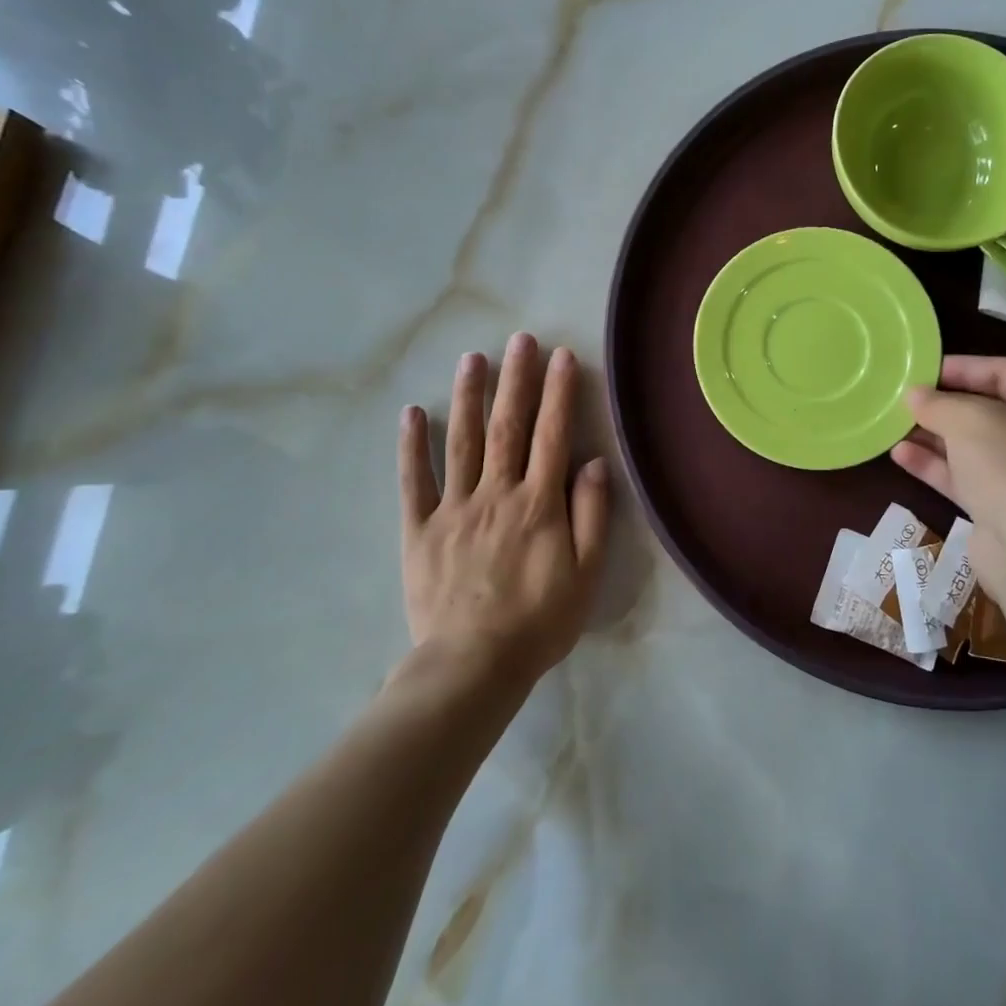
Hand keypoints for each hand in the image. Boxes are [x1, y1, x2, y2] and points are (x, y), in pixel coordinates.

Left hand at [398, 334, 609, 688]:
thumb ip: (591, 515)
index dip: (559, 393)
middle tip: (519, 340)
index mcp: (538, 504)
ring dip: (468, 397)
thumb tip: (593, 462)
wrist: (473, 666)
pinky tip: (412, 412)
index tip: (562, 356)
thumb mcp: (585, 575)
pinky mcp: (420, 529)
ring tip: (473, 359)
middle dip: (516, 379)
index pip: (552, 435)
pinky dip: (412, 445)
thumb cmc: (539, 622)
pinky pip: (414, 481)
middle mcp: (496, 493)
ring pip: (462, 441)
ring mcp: (454, 508)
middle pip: (507, 427)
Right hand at [891, 355, 1005, 598]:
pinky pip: (965, 477)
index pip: (1005, 371)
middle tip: (905, 398)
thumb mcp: (969, 420)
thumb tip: (914, 395)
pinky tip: (900, 455)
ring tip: (894, 425)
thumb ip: (938, 403)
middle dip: (944, 404)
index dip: (963, 366)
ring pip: (972, 446)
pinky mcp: (1002, 507)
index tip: (922, 369)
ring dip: (933, 435)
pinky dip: (935, 465)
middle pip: (988, 410)